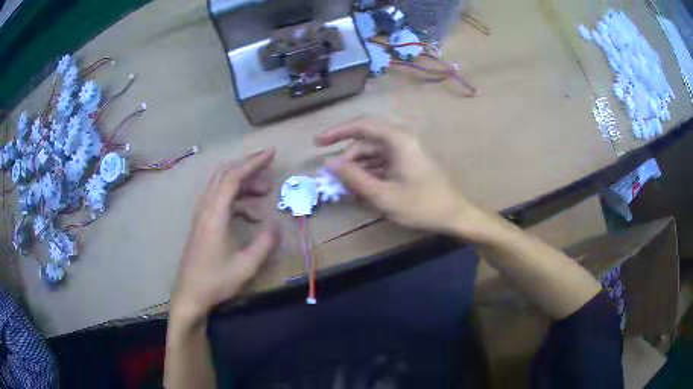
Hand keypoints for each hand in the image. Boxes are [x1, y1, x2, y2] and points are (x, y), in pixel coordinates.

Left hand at [170, 150, 279, 323]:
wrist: (190, 294)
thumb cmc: (216, 281)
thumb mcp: (246, 266)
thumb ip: (265, 243)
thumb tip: (277, 224)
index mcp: (214, 215)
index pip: (233, 178)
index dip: (253, 163)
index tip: (271, 154)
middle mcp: (205, 208)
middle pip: (224, 174)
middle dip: (247, 166)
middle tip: (269, 166)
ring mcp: (201, 214)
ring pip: (220, 185)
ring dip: (242, 182)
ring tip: (264, 191)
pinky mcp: (201, 222)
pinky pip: (218, 198)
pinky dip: (236, 198)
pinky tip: (250, 214)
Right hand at [316, 118, 488, 238]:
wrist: (454, 215)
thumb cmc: (421, 205)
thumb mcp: (383, 195)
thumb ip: (354, 178)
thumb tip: (329, 163)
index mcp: (399, 139)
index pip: (362, 125)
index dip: (337, 132)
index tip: (318, 143)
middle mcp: (402, 138)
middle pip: (366, 140)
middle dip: (348, 157)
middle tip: (334, 177)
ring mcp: (406, 150)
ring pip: (373, 152)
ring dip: (358, 167)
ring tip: (346, 188)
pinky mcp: (408, 161)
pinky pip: (383, 161)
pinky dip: (370, 172)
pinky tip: (363, 188)